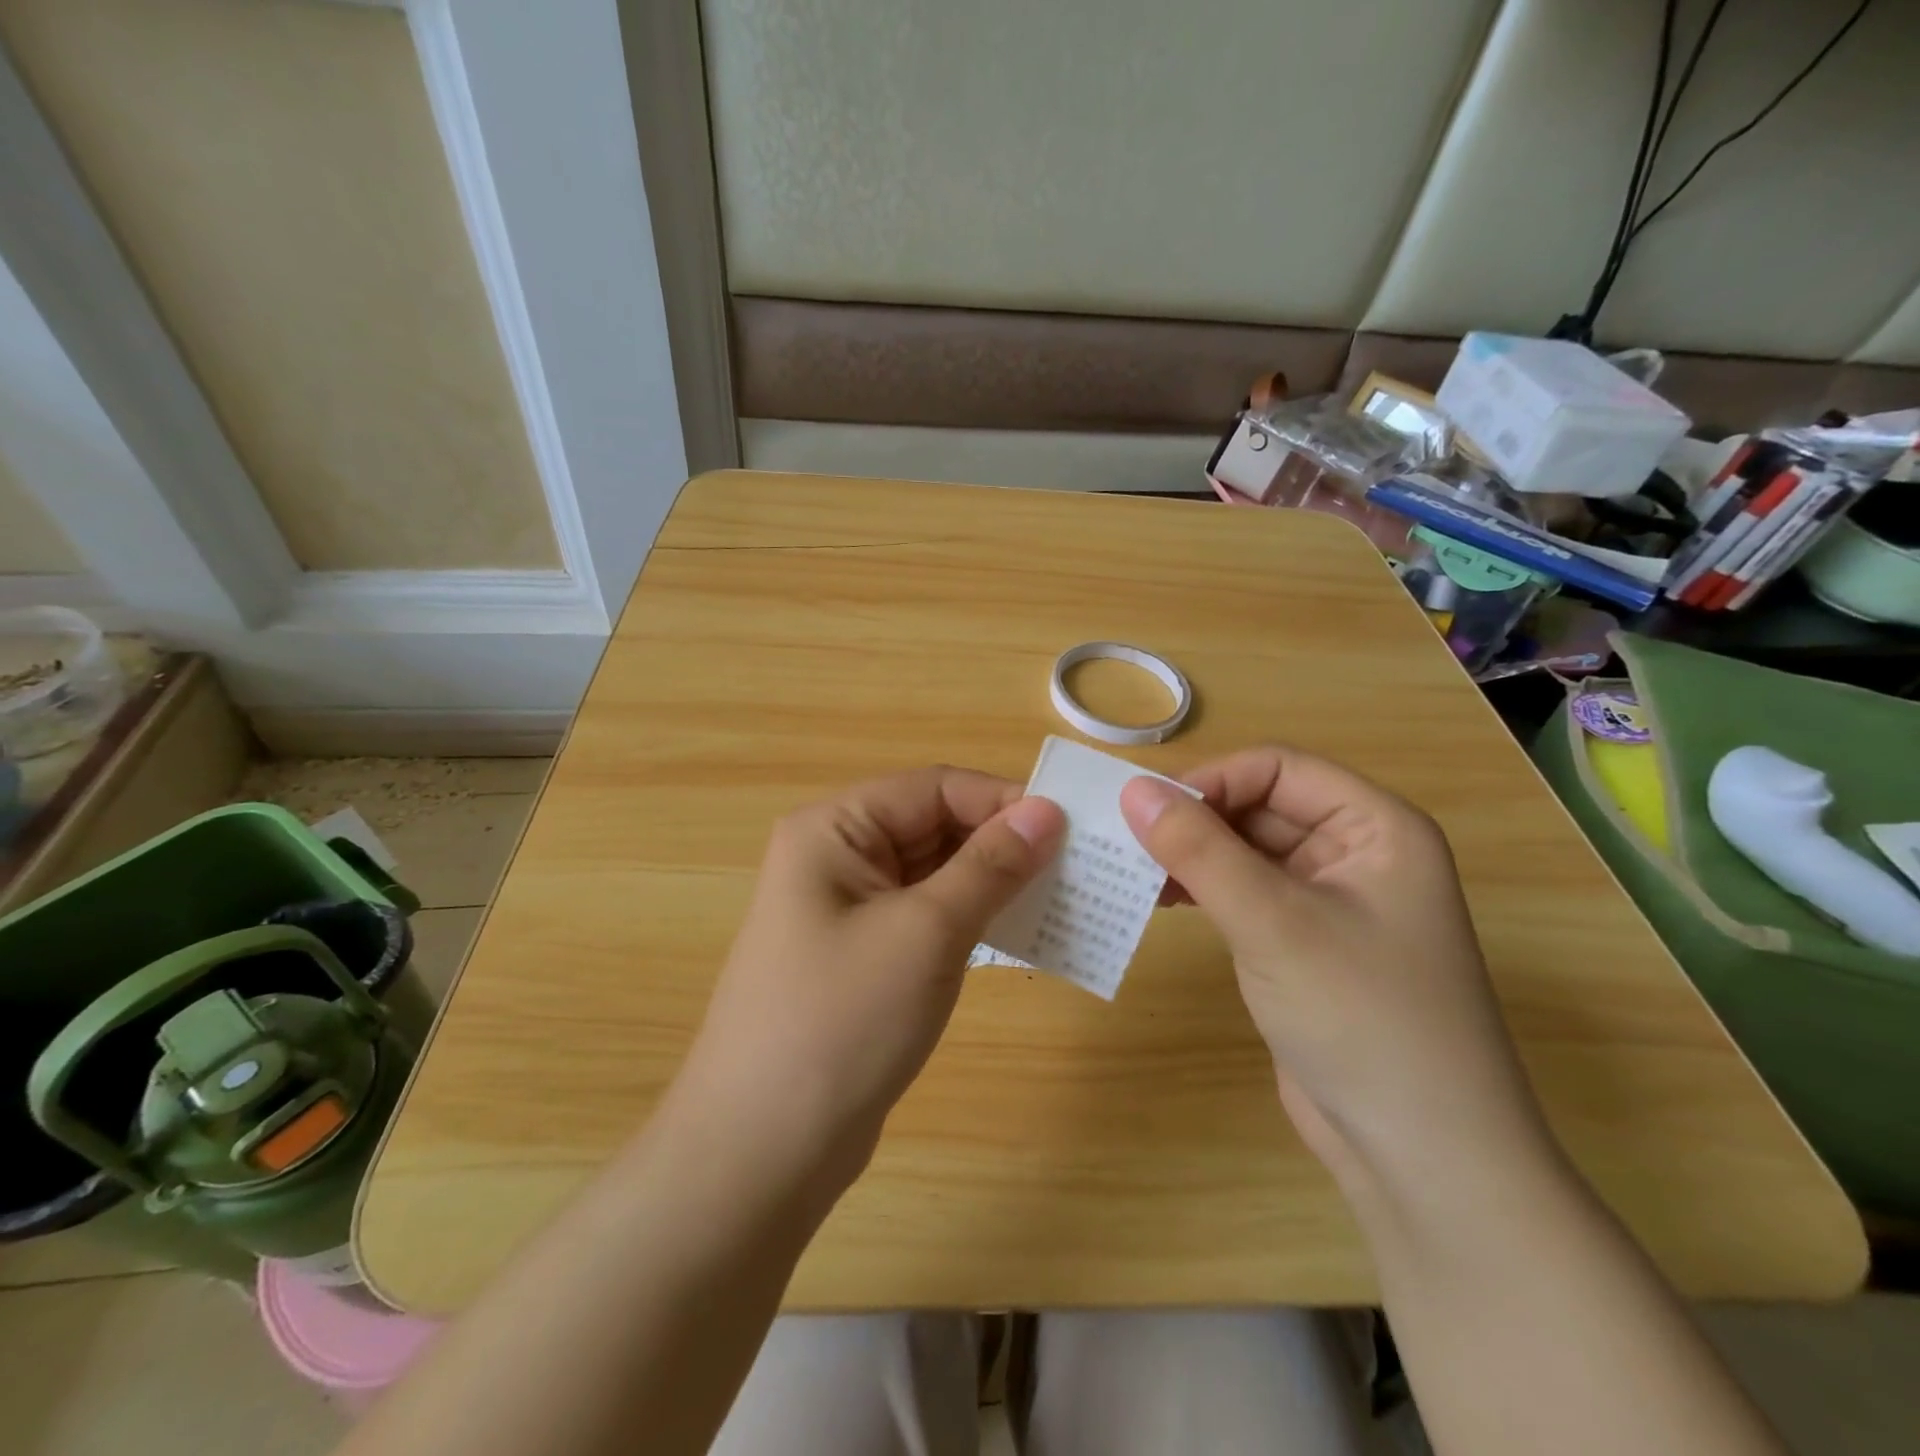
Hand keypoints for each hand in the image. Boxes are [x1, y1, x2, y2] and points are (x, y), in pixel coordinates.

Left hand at [674, 767, 1064, 1200]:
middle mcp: (837, 857)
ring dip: (992, 884)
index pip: (933, 787)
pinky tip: (1016, 936)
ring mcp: (848, 910)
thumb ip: (990, 866)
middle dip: (1001, 844)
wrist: (763, 1152)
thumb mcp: (926, 932)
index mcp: (835, 829)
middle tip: (1075, 868)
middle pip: (933, 826)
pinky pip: (926, 916)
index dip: (1002, 800)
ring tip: (1059, 900)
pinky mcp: (864, 956)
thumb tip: (1048, 811)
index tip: (1070, 828)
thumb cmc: (843, 1021)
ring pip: (935, 873)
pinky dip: (971, 920)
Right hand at [1120, 747, 1551, 1204]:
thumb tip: (1133, 789)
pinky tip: (1158, 901)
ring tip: (1132, 872)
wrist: (1421, 1158)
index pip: (1278, 768)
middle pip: (1260, 807)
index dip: (1212, 781)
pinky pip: (1243, 894)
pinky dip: (1201, 891)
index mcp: (1375, 827)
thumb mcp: (1273, 922)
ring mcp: (1328, 902)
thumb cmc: (1361, 1017)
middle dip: (1194, 820)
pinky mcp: (1302, 944)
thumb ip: (1199, 850)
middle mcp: (1356, 853)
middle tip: (1124, 842)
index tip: (1146, 811)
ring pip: (1245, 851)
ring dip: (1191, 856)